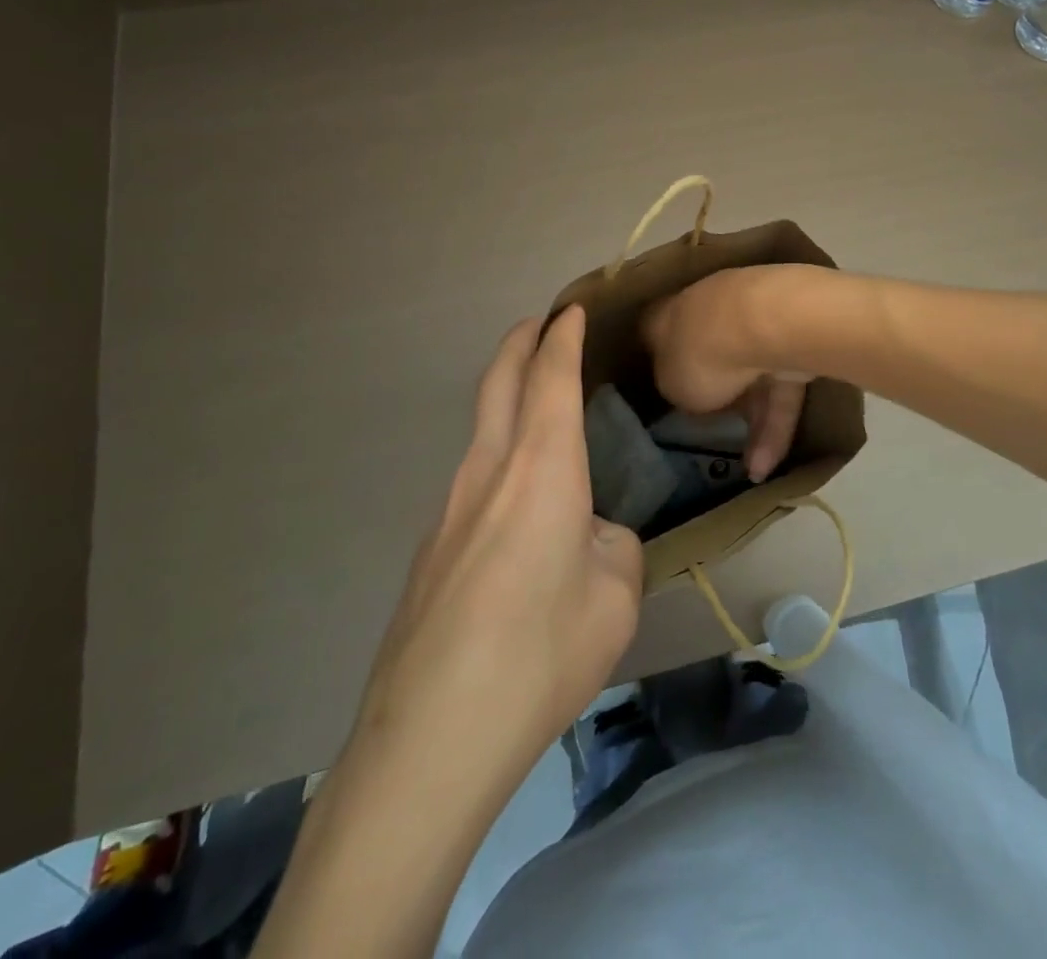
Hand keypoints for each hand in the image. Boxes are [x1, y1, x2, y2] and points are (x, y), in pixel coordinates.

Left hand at [356, 307, 642, 782]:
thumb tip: (591, 538)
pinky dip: (499, 460)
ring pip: (481, 431)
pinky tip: (520, 513)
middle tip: (539, 324)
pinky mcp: (431, 549)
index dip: (561, 337)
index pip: (549, 378)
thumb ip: (613, 548)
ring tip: (539, 410)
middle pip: (498, 383)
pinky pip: (473, 482)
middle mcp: (488, 472)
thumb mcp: (615, 598)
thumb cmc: (541, 653)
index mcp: (540, 469)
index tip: (570, 310)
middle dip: (519, 343)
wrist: (431, 737)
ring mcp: (448, 509)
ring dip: (506, 400)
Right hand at [642, 266, 809, 480]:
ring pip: (753, 377)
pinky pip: (781, 388)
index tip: (665, 389)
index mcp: (668, 315)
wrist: (763, 324)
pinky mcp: (794, 342)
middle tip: (716, 426)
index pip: (658, 335)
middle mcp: (710, 310)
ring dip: (754, 423)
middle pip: (712, 352)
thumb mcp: (671, 386)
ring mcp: (756, 322)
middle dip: (718, 390)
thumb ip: (677, 388)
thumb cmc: (699, 353)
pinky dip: (776, 425)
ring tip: (754, 471)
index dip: (661, 363)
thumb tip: (690, 391)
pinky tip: (768, 465)